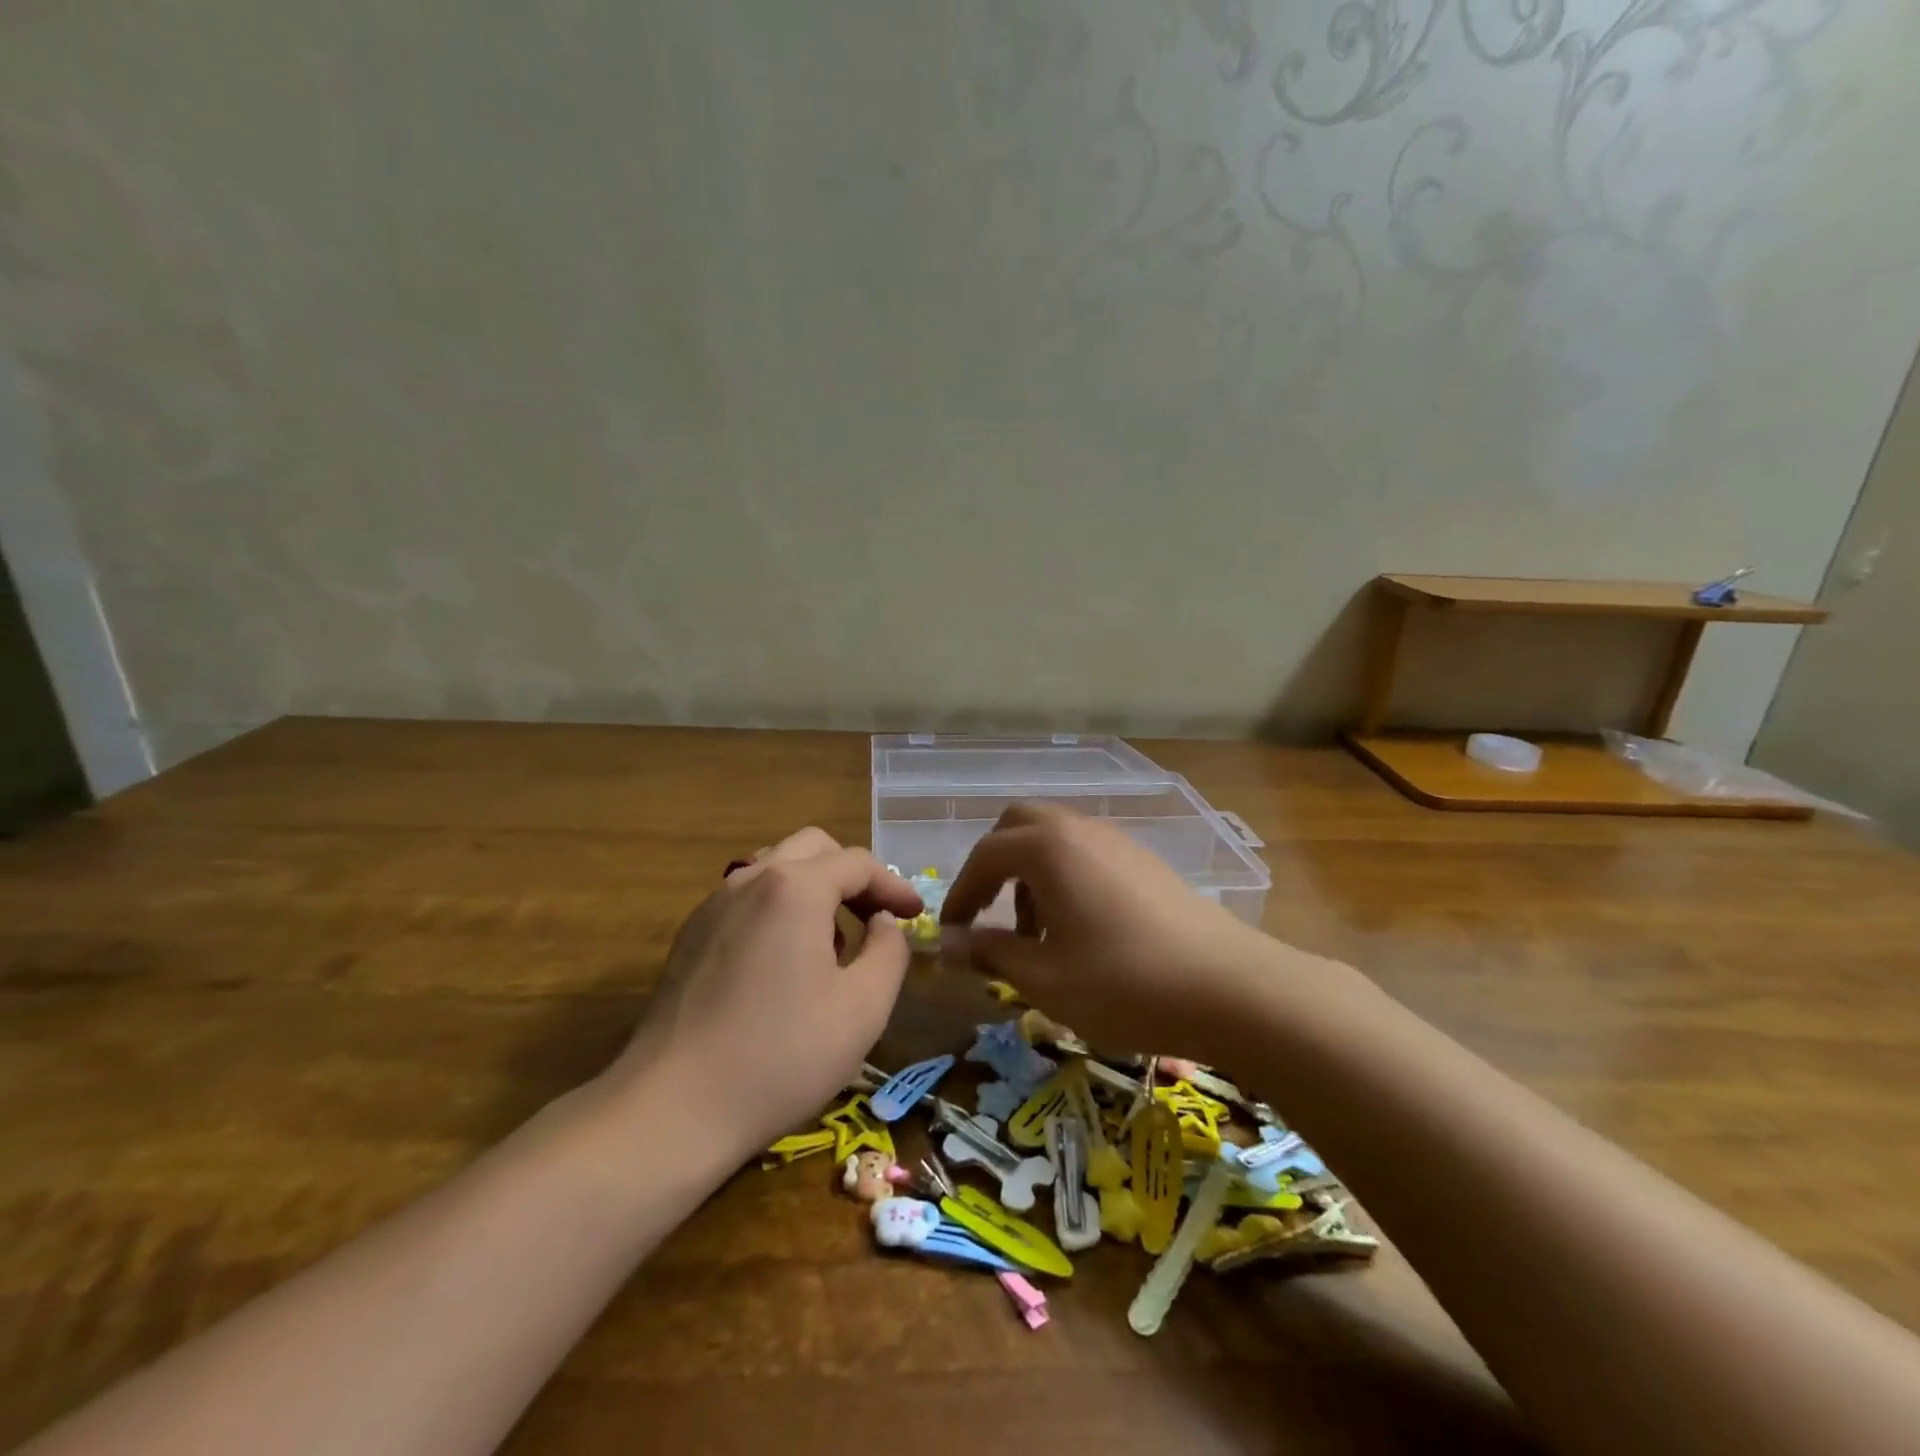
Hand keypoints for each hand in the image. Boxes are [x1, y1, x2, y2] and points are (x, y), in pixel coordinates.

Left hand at [610, 828, 922, 1157]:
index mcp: (795, 887)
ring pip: (776, 869)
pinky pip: (747, 899)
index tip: (915, 915)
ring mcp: (713, 905)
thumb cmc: (781, 1056)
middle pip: (813, 849)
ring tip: (832, 943)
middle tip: (875, 918)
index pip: (857, 863)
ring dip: (814, 889)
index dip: (893, 885)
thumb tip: (883, 923)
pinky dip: (779, 910)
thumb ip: (889, 950)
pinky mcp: (690, 935)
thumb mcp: (863, 1007)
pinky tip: (785, 964)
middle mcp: (750, 879)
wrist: (671, 1108)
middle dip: (852, 876)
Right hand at [939, 803, 1269, 1060]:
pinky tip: (1079, 931)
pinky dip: (1064, 878)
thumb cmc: (1125, 983)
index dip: (960, 893)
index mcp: (1048, 848)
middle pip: (1019, 825)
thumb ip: (991, 953)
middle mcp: (1080, 830)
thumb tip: (949, 944)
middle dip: (994, 866)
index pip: (985, 855)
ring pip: (1055, 838)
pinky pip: (1087, 854)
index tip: (952, 933)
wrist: (1231, 988)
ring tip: (1036, 934)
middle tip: (989, 914)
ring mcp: (1118, 842)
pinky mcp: (1145, 862)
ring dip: (1030, 873)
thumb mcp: (1045, 978)